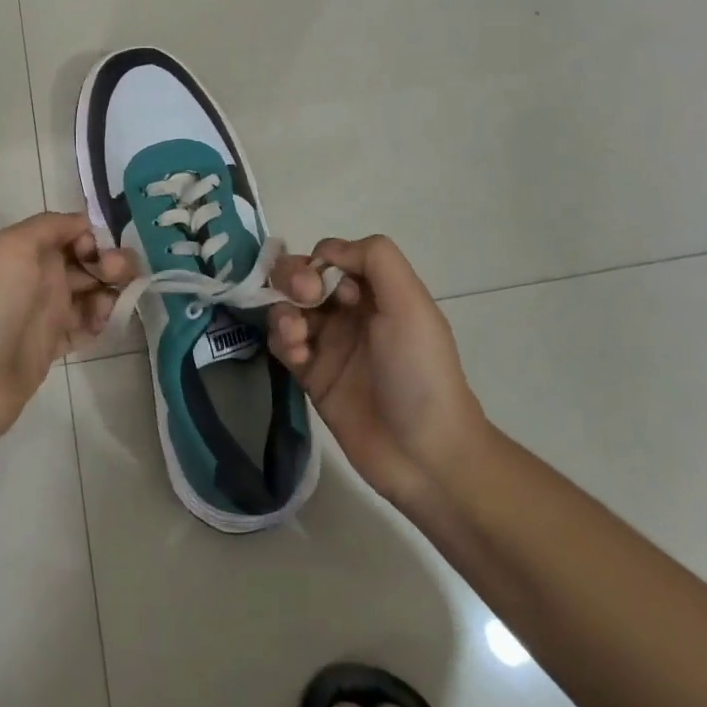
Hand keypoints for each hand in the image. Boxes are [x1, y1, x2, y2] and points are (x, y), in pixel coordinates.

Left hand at [0, 212, 134, 454]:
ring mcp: (46, 314)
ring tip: (110, 306)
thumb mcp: (15, 246)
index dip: (94, 239)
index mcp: (29, 251)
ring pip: (91, 294)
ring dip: (110, 294)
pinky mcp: (53, 347)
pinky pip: (86, 328)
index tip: (101, 252)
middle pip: (87, 263)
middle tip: (122, 277)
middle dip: (111, 264)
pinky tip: (103, 325)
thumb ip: (51, 225)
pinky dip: (100, 323)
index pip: (73, 234)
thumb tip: (85, 224)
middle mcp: (39, 278)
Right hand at [265, 235, 487, 519]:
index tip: (323, 286)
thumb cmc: (420, 372)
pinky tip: (296, 357)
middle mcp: (351, 312)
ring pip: (288, 307)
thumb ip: (374, 259)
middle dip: (293, 280)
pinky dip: (282, 342)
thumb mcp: (410, 304)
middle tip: (303, 300)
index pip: (332, 256)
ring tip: (296, 337)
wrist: (425, 454)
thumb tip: (327, 251)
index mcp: (377, 292)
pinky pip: (282, 344)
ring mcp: (329, 344)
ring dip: (283, 312)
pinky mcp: (311, 375)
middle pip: (304, 277)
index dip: (320, 263)